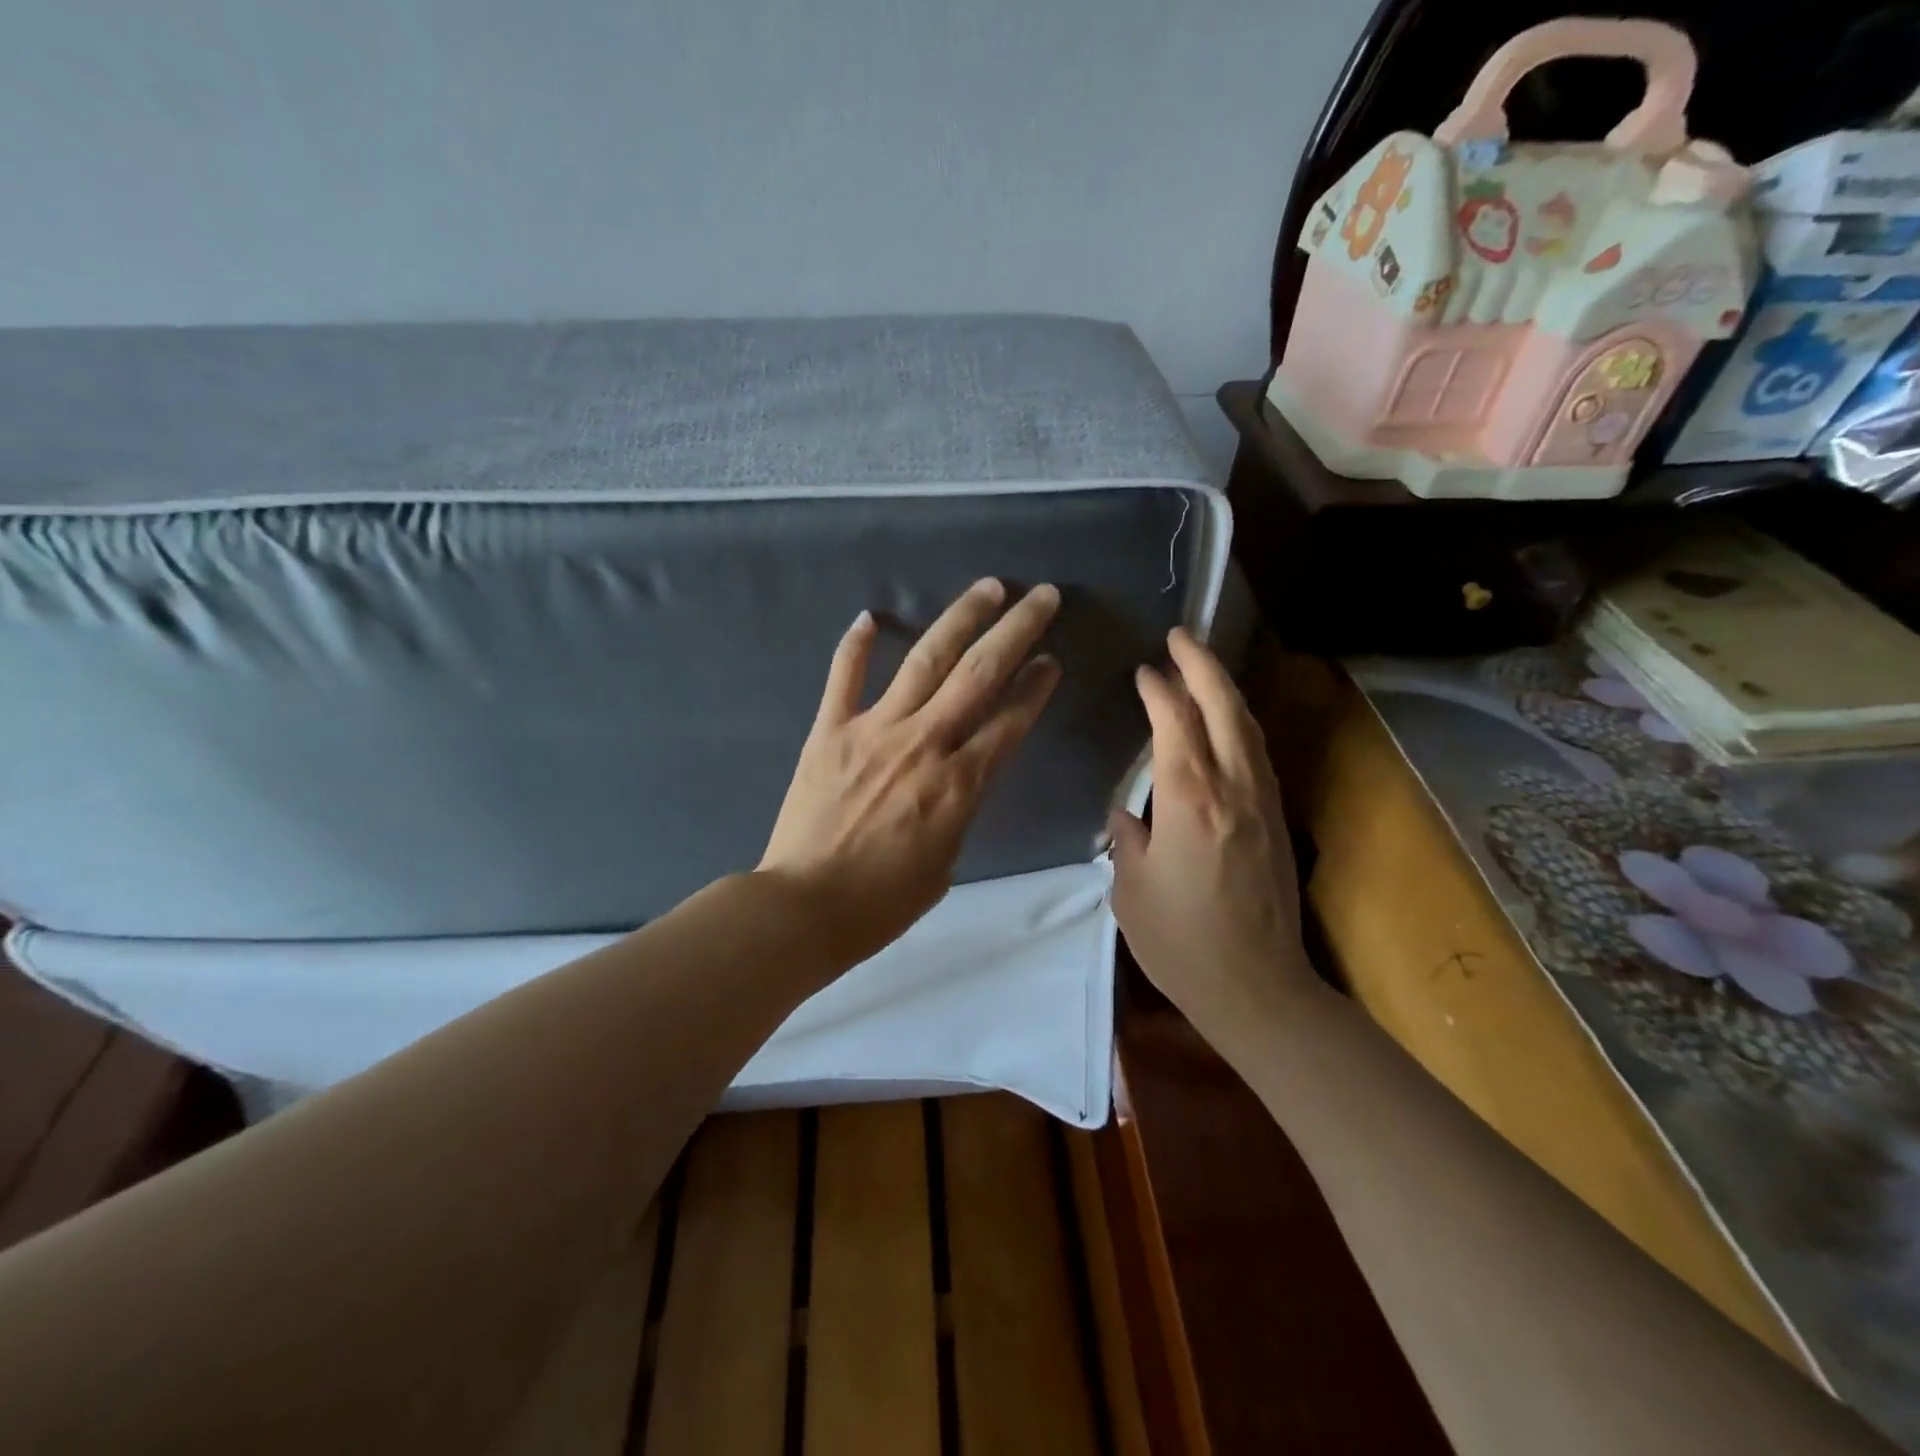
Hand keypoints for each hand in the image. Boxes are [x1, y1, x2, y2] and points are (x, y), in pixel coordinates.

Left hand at [760, 579, 1062, 965]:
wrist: (805, 907)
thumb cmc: (883, 901)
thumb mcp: (946, 860)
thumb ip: (961, 806)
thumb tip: (966, 771)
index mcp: (960, 783)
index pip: (1011, 720)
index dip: (1037, 687)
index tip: (1052, 661)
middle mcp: (924, 743)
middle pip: (979, 673)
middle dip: (1017, 630)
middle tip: (1043, 596)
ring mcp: (873, 730)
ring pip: (925, 661)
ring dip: (960, 619)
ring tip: (988, 588)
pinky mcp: (829, 731)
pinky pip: (844, 677)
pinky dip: (857, 645)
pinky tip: (871, 615)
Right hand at [1109, 629, 1315, 1040]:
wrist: (1257, 987)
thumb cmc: (1180, 941)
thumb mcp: (1131, 888)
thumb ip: (1128, 837)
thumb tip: (1128, 812)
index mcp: (1189, 800)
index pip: (1176, 722)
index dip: (1159, 690)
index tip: (1143, 670)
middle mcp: (1233, 789)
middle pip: (1223, 708)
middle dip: (1202, 665)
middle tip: (1181, 635)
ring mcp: (1263, 802)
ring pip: (1247, 726)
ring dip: (1225, 689)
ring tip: (1202, 666)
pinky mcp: (1276, 820)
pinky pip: (1257, 753)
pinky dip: (1239, 722)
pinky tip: (1225, 722)